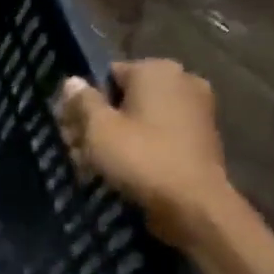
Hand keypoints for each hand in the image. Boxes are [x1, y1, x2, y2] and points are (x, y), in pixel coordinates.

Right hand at [53, 60, 234, 247]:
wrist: (193, 204)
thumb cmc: (141, 157)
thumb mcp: (98, 128)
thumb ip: (82, 101)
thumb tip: (73, 81)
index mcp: (157, 70)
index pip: (107, 74)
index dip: (85, 100)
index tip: (71, 126)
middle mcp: (182, 81)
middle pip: (126, 96)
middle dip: (101, 118)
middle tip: (77, 147)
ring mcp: (197, 109)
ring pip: (142, 116)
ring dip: (118, 134)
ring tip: (95, 163)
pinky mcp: (202, 137)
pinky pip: (160, 133)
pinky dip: (142, 145)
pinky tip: (123, 169)